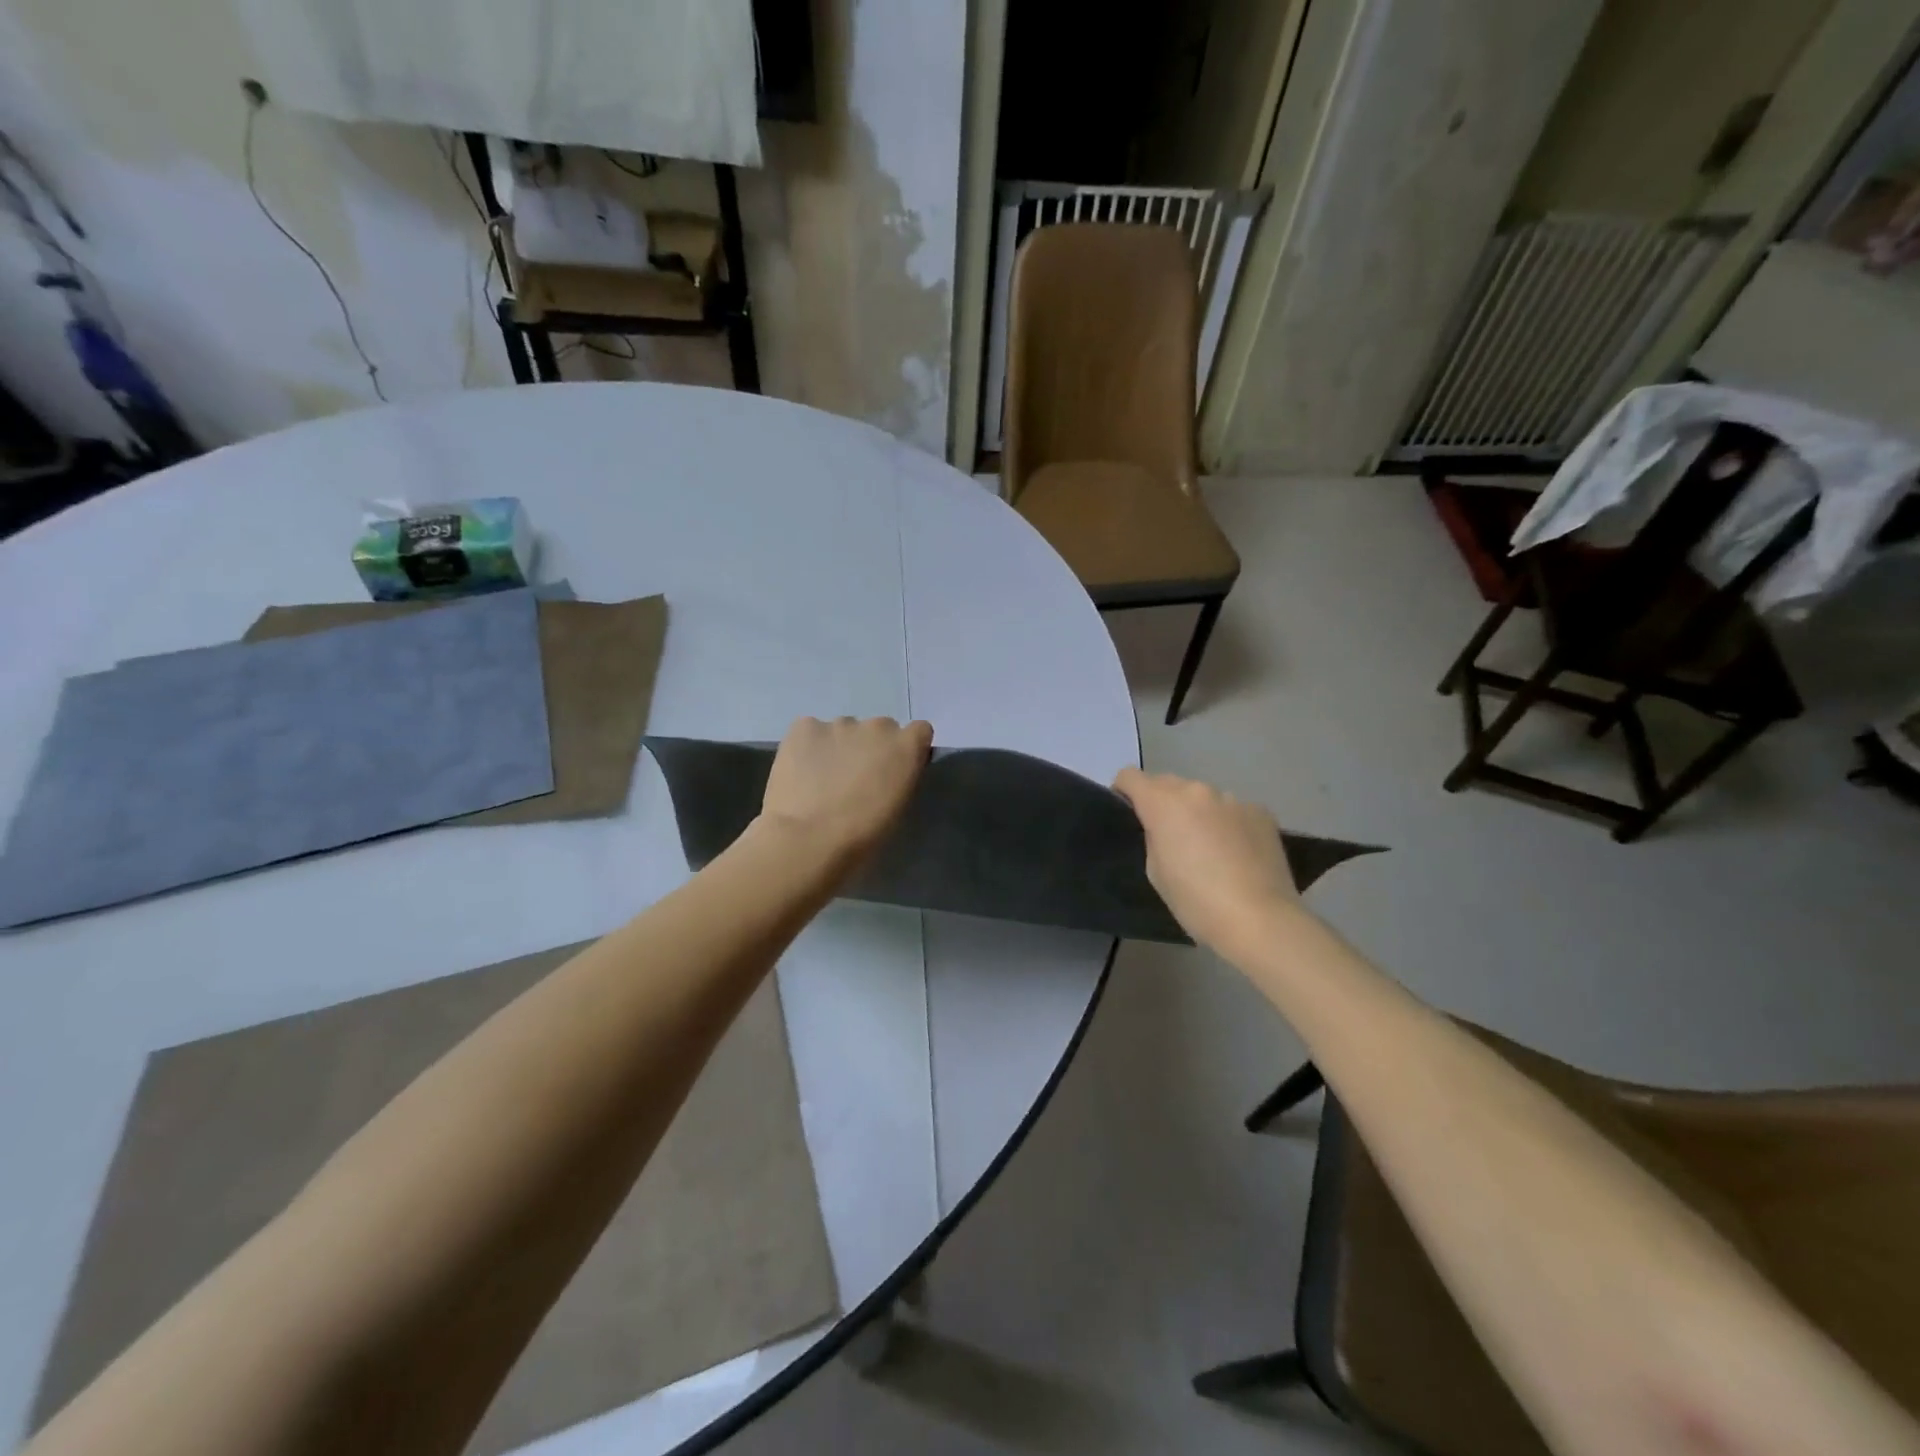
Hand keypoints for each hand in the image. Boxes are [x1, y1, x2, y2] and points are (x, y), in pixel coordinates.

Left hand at [759, 716, 933, 867]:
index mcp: (906, 747)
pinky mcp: (804, 726)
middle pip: (879, 729)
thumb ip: (899, 779)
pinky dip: (807, 747)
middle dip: (870, 748)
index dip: (906, 749)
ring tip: (820, 780)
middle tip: (853, 779)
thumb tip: (888, 773)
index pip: (919, 731)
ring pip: (843, 730)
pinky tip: (799, 772)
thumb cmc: (862, 836)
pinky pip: (810, 731)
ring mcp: (838, 723)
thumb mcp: (898, 809)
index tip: (894, 769)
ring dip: (838, 747)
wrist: (809, 840)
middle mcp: (877, 726)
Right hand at [1113, 768, 1298, 956]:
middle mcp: (1197, 790)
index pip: (1130, 776)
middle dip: (1162, 802)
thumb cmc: (1196, 901)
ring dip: (1198, 812)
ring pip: (1203, 797)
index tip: (1129, 814)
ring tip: (1209, 848)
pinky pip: (1232, 810)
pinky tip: (1238, 853)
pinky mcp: (1261, 812)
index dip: (1124, 792)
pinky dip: (1228, 823)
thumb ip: (1153, 837)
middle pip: (1167, 783)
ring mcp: (1233, 799)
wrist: (1260, 920)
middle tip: (1169, 837)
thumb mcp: (1156, 871)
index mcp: (1163, 803)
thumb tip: (1163, 826)